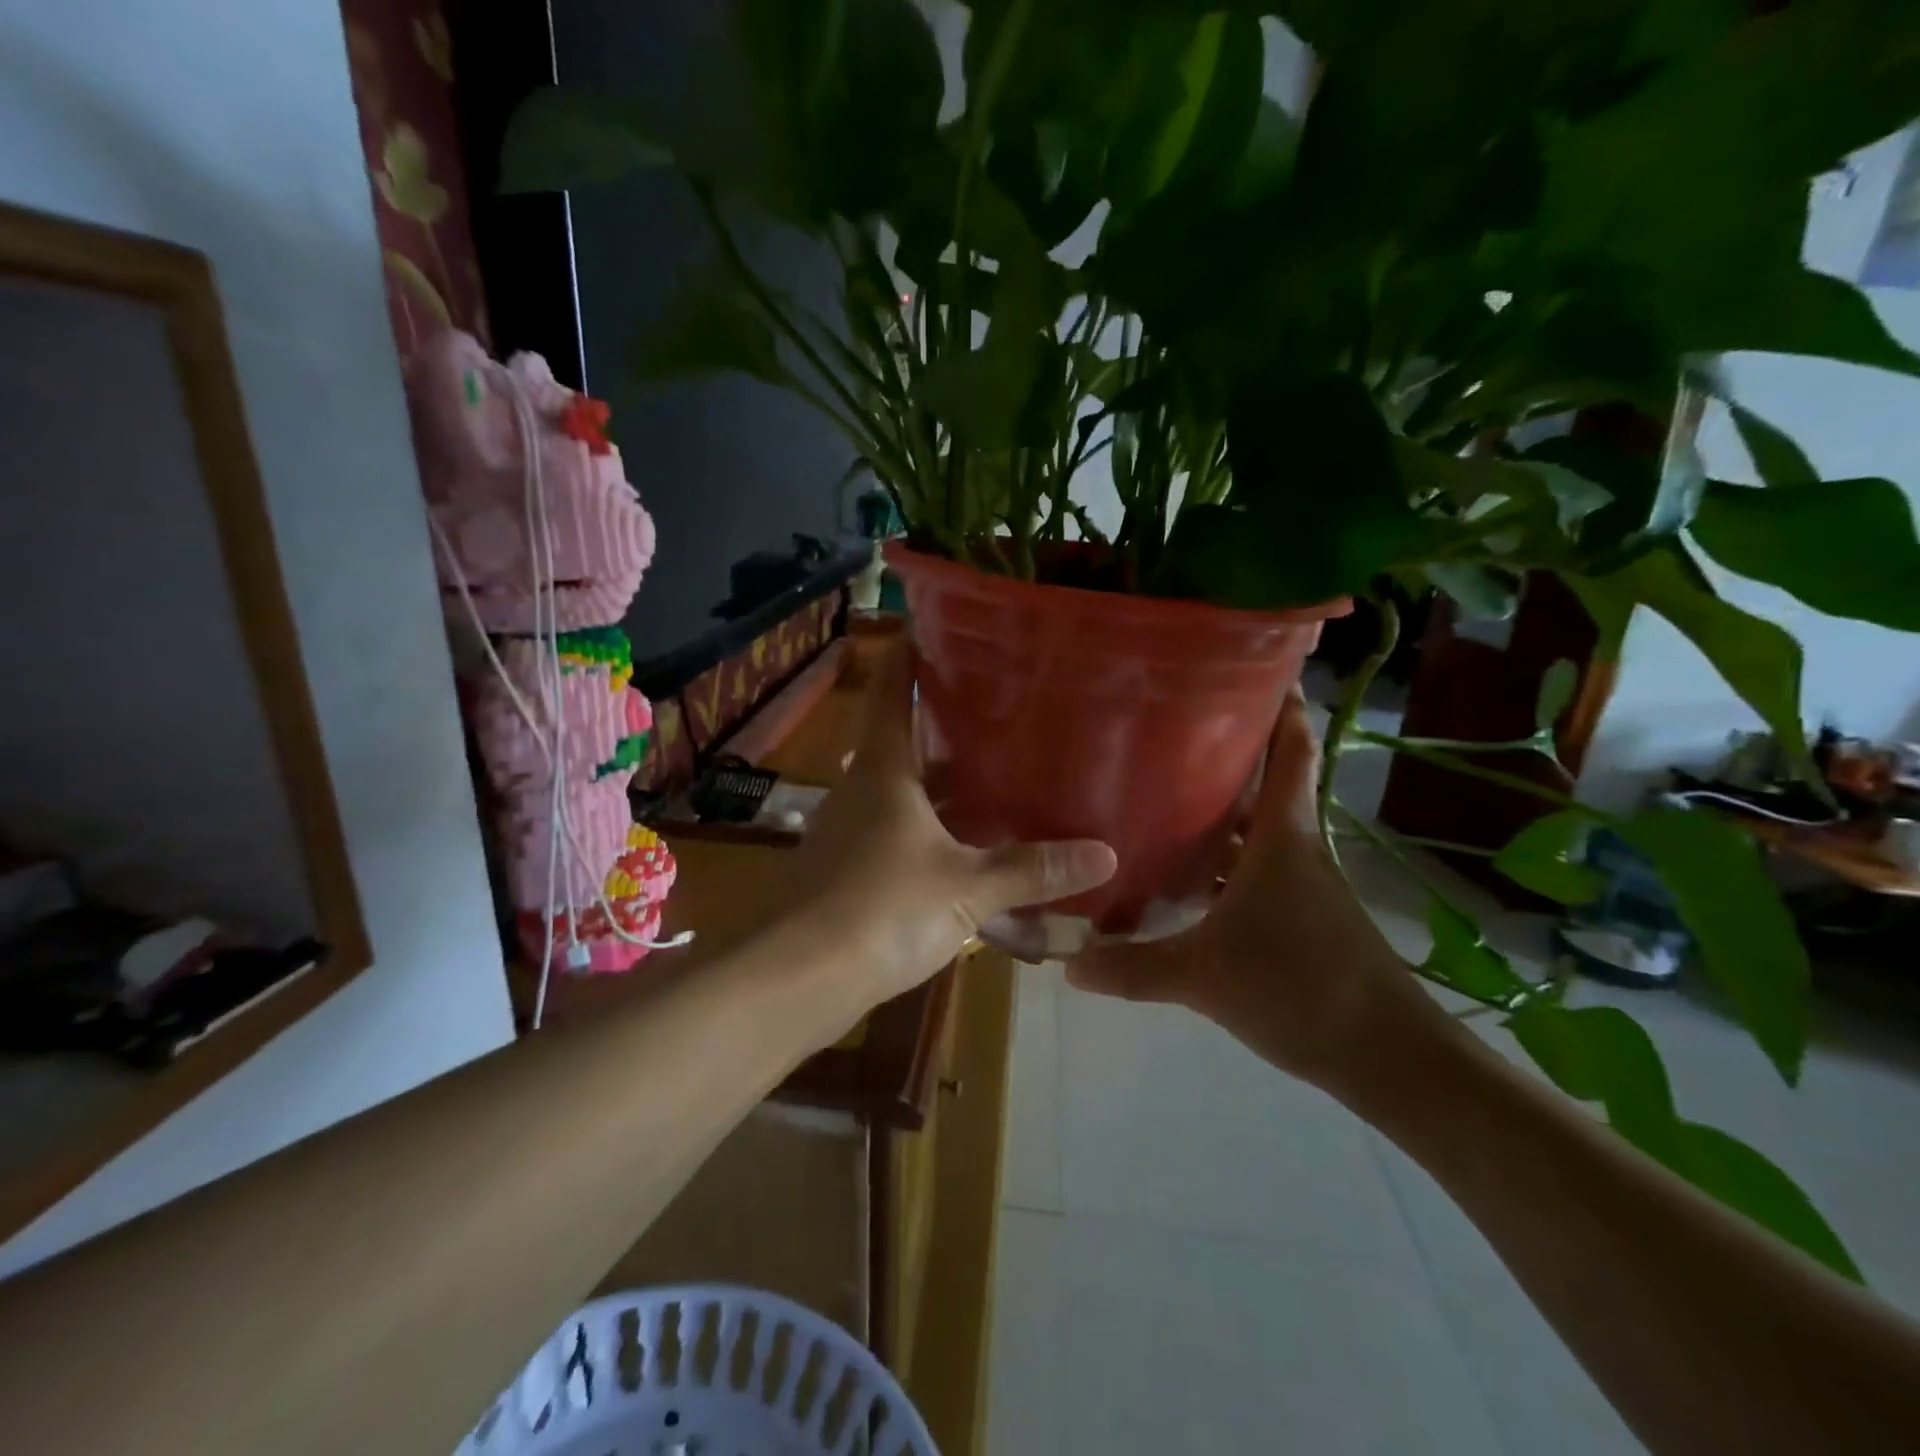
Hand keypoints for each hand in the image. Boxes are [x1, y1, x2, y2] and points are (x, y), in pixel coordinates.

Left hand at [778, 643, 1116, 1011]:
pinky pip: (896, 833)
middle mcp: (860, 789)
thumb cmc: (881, 910)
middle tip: (997, 706)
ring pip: (900, 790)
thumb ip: (1031, 870)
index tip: (935, 625)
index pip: (894, 690)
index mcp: (884, 769)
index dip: (909, 654)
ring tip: (994, 772)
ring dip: (940, 781)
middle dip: (943, 722)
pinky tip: (965, 846)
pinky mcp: (847, 871)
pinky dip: (929, 829)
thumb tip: (1105, 853)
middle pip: (901, 738)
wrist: (797, 979)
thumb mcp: (966, 888)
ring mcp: (849, 831)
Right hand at [1068, 687, 1435, 1090]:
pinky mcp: (1300, 915)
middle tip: (1165, 731)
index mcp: (1280, 838)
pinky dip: (1223, 862)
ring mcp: (1300, 883)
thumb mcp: (1203, 978)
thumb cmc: (1299, 989)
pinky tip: (1184, 877)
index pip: (1290, 750)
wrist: (1389, 1058)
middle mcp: (1293, 847)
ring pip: (1255, 831)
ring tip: (1160, 794)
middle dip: (1224, 754)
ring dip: (1219, 813)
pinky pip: (1253, 870)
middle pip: (1263, 784)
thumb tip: (1067, 961)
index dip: (1280, 705)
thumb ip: (1132, 967)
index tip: (1254, 665)